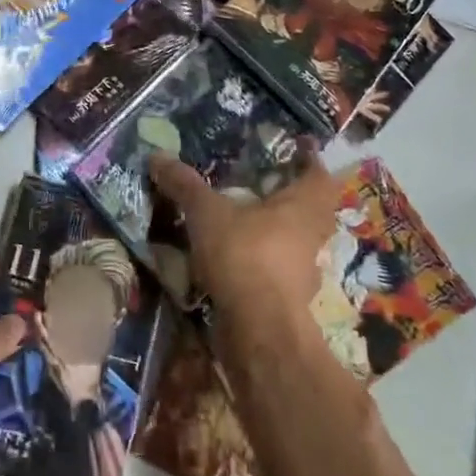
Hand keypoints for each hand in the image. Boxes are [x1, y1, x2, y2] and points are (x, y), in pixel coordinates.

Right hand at [148, 150, 341, 327]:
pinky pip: (277, 267)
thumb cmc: (244, 256)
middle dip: (292, 193)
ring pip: (296, 240)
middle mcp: (311, 236)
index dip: (309, 158)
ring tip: (247, 214)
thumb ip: (184, 184)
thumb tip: (156, 155)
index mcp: (303, 207)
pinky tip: (236, 253)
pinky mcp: (286, 298)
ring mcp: (302, 271)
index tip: (298, 145)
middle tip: (267, 179)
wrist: (258, 330)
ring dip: (277, 227)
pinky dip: (261, 257)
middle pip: (312, 208)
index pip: (319, 175)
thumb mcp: (206, 212)